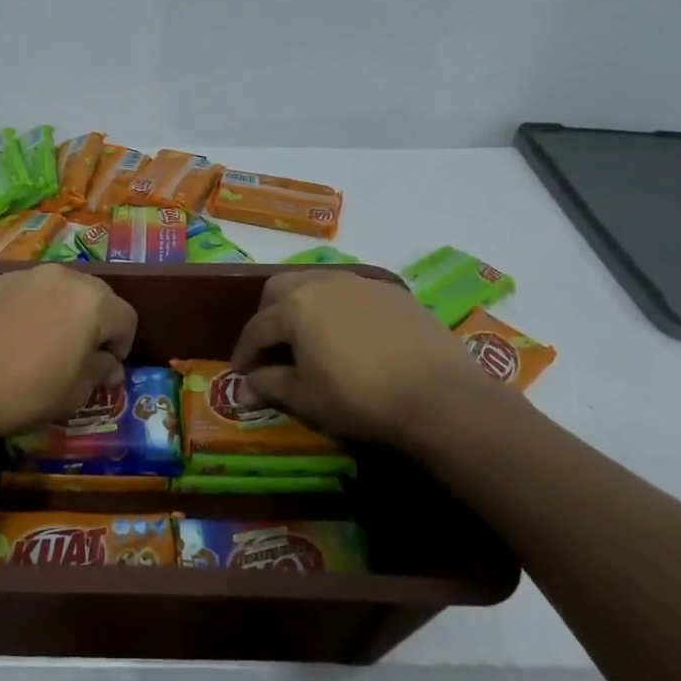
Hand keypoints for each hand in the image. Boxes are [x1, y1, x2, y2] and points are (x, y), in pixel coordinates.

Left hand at [0, 265, 137, 443]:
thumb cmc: (26, 392)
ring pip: (54, 290)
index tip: (107, 369)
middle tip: (77, 354)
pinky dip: (23, 310)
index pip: (126, 318)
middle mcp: (61, 276)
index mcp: (92, 302)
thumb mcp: (74, 393)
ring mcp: (21, 275)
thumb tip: (110, 366)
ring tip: (39, 344)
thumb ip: (99, 372)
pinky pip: (20, 293)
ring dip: (58, 312)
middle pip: (92, 296)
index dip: (122, 345)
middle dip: (92, 323)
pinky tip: (5, 338)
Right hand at [229, 270, 502, 448]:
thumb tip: (243, 388)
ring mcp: (360, 283)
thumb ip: (269, 385)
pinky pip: (350, 292)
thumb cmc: (359, 397)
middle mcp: (322, 283)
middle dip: (267, 317)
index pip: (256, 328)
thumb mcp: (306, 397)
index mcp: (294, 307)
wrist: (439, 396)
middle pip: (280, 291)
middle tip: (270, 347)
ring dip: (301, 307)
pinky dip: (337, 309)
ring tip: (308, 337)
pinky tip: (348, 336)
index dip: (244, 353)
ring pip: (316, 284)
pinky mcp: (392, 292)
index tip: (241, 374)